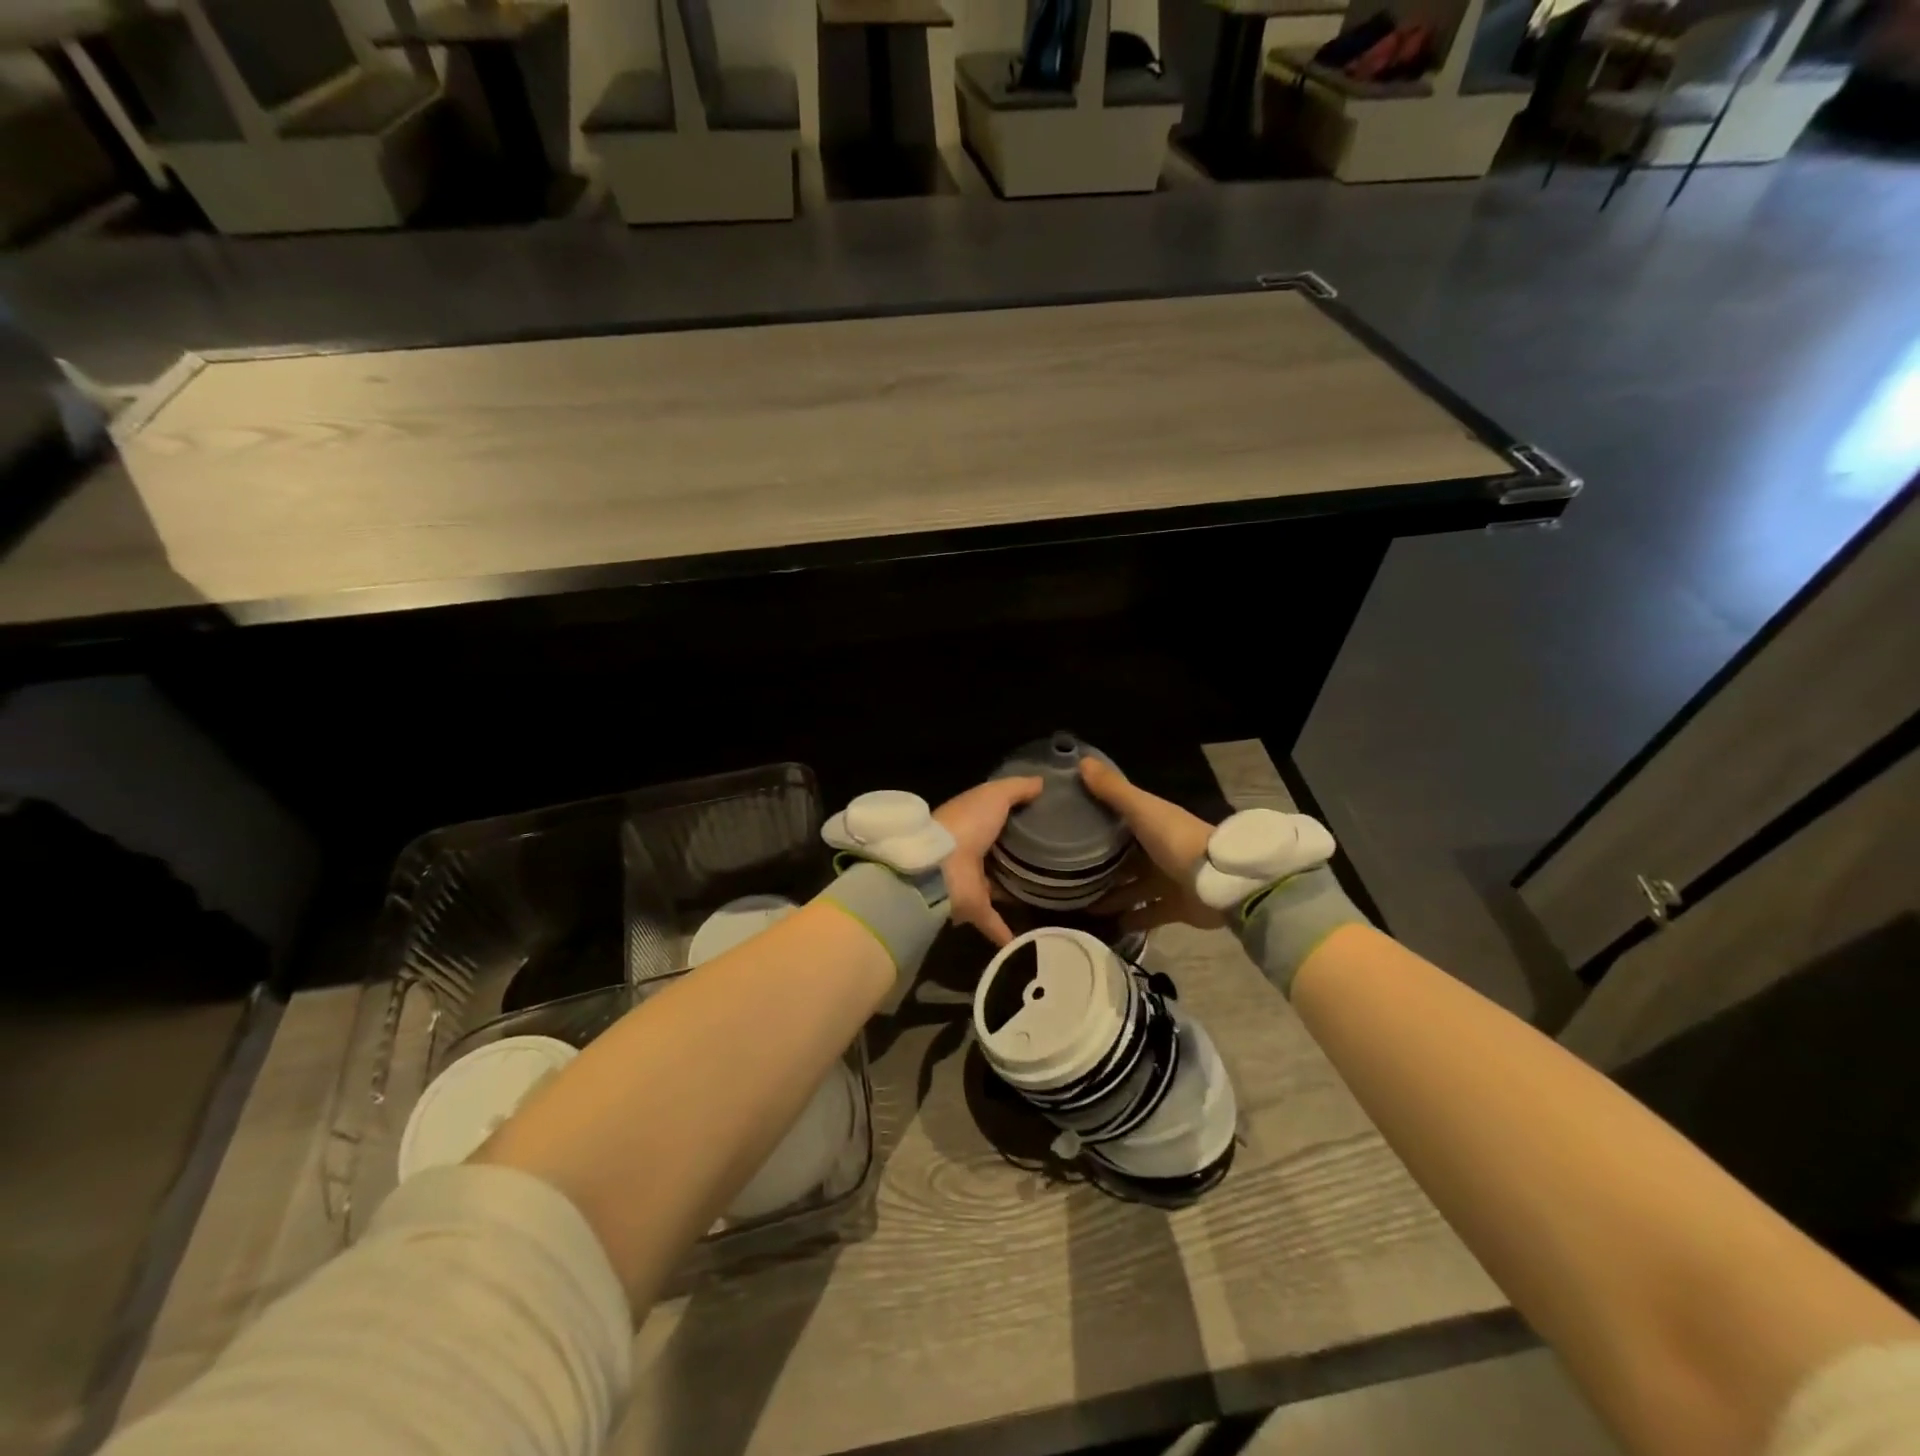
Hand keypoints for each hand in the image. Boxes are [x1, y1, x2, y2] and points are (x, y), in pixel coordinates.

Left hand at [933, 776, 1044, 946]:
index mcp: (971, 821)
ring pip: (996, 885)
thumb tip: (1041, 782)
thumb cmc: (966, 824)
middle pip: (997, 852)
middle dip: (1017, 854)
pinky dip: (1006, 931)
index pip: (994, 816)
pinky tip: (1031, 940)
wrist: (940, 867)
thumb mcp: (994, 795)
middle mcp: (969, 851)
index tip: (1045, 817)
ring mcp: (970, 881)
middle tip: (1053, 857)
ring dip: (1013, 890)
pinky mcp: (973, 907)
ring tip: (1047, 893)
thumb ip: (1017, 788)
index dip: (1016, 814)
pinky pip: (993, 921)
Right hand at [1078, 757, 1223, 932]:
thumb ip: (1113, 789)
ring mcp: (1168, 880)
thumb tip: (1081, 760)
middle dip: (1101, 865)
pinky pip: (1148, 914)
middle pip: (1125, 858)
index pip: (1121, 820)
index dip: (1098, 821)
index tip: (1068, 825)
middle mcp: (1159, 850)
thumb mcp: (1141, 810)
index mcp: (1153, 823)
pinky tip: (1106, 925)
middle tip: (1067, 873)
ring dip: (1111, 895)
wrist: (1219, 881)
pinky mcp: (1175, 907)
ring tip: (1079, 904)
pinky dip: (1130, 920)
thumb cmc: (1176, 840)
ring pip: (1133, 888)